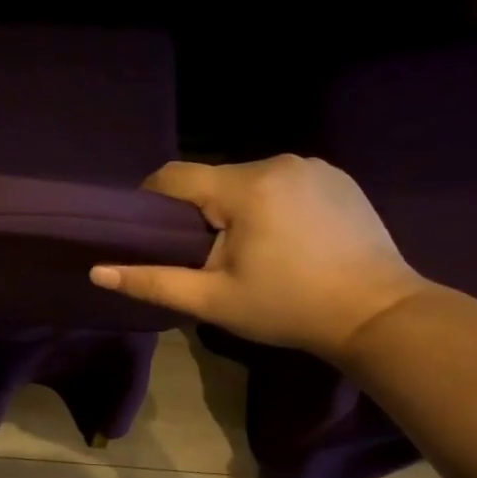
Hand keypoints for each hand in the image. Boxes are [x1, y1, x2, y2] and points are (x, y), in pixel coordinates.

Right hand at [90, 155, 428, 358]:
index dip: (152, 201)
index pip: (174, 176)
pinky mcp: (338, 178)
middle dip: (201, 212)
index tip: (152, 233)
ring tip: (252, 252)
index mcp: (244, 187)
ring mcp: (314, 166)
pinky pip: (284, 182)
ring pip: (248, 180)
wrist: (379, 314)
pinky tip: (287, 240)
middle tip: (208, 257)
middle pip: (213, 180)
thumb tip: (97, 271)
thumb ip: (152, 281)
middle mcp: (278, 162)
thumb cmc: (288, 308)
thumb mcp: (213, 300)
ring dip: (237, 208)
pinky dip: (272, 204)